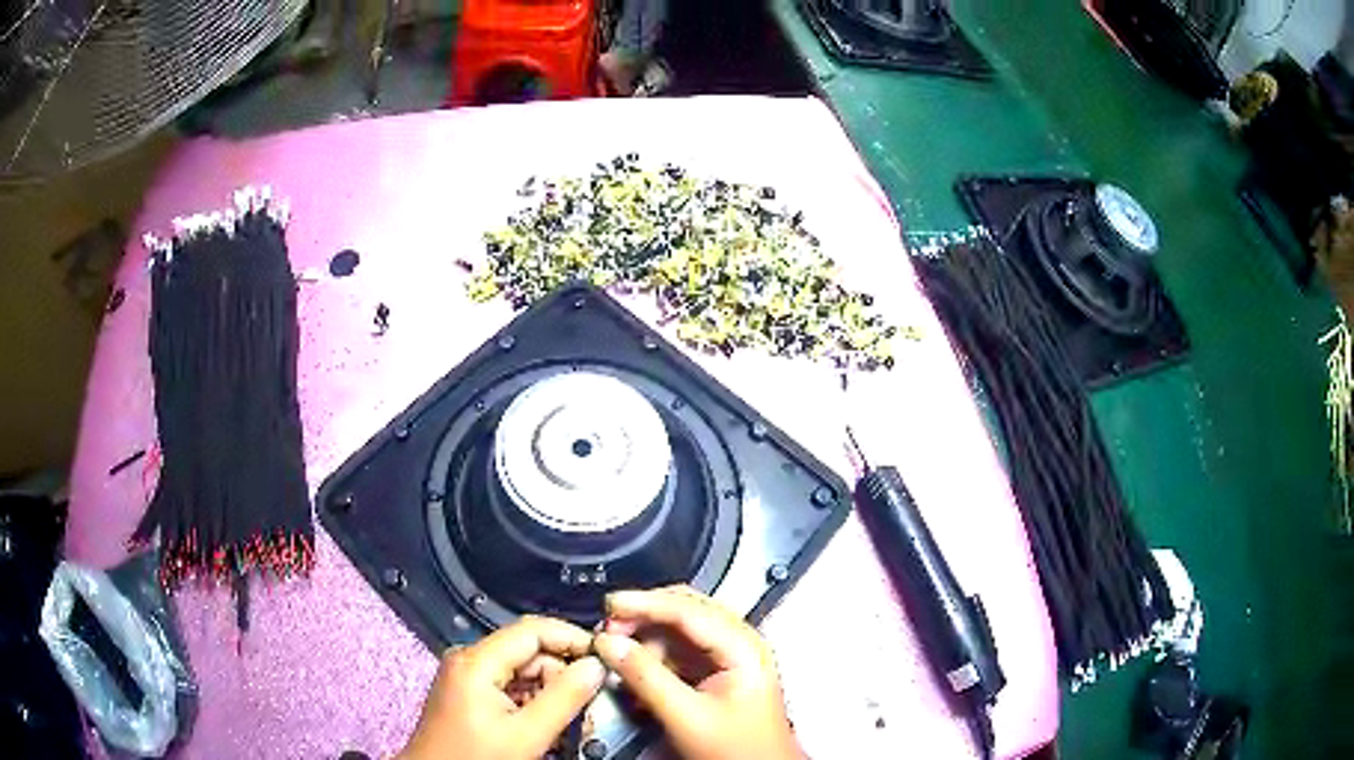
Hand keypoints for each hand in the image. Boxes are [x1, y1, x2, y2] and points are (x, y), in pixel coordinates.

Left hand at [399, 616, 605, 759]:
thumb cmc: (476, 758)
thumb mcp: (526, 734)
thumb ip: (564, 698)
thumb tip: (596, 666)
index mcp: (476, 660)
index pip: (533, 630)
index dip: (573, 638)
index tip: (607, 658)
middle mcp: (468, 659)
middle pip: (529, 650)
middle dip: (563, 673)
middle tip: (589, 702)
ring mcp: (466, 675)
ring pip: (522, 669)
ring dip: (550, 690)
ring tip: (568, 720)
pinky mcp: (468, 692)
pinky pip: (509, 684)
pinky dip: (532, 699)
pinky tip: (544, 723)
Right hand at [592, 586, 799, 759]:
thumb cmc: (741, 750)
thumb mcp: (688, 717)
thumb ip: (647, 678)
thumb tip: (611, 645)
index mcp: (743, 648)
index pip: (689, 609)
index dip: (646, 603)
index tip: (611, 605)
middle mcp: (739, 643)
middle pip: (684, 612)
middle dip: (643, 617)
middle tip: (609, 629)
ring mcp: (728, 657)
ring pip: (678, 630)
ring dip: (645, 639)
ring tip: (617, 655)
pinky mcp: (716, 673)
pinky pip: (678, 651)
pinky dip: (653, 657)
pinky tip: (635, 671)